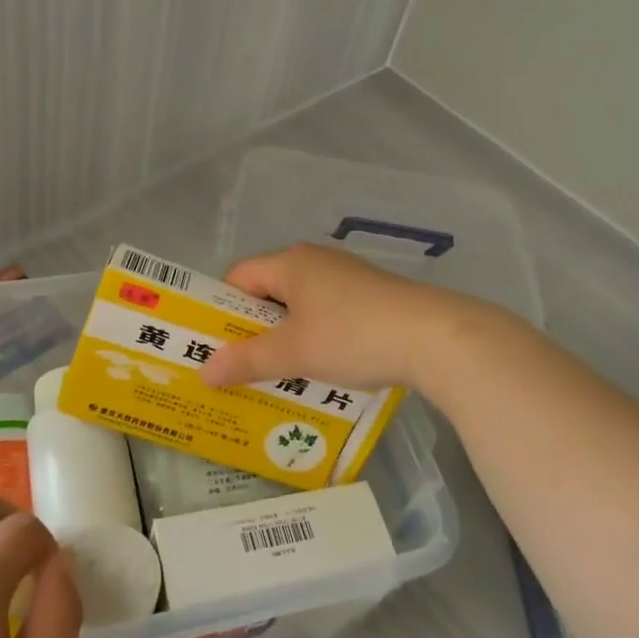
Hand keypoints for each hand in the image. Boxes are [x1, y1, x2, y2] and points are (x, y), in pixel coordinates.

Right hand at [199, 242, 478, 393]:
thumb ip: (246, 361)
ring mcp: (347, 278)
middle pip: (269, 292)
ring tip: (279, 376)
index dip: (221, 310)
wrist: (436, 338)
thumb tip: (202, 373)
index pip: (238, 277)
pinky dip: (316, 338)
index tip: (215, 347)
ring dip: (286, 338)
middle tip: (240, 367)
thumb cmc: (353, 336)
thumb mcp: (294, 352)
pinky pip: (328, 315)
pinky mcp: (372, 297)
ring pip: (300, 307)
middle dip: (252, 330)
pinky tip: (322, 370)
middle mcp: (316, 261)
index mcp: (291, 262)